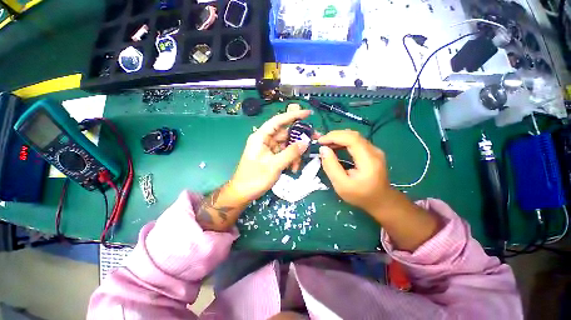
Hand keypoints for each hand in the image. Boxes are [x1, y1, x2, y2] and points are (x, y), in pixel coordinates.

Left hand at [230, 109, 312, 201]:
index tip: (308, 113)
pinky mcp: (272, 156)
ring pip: (287, 144)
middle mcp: (265, 140)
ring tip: (298, 165)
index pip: (278, 121)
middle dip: (299, 138)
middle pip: (286, 133)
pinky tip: (293, 168)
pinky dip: (291, 159)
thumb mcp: (274, 165)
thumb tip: (306, 142)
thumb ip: (291, 153)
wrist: (243, 193)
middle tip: (315, 139)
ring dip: (295, 153)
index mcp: (261, 137)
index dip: (293, 115)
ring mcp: (269, 148)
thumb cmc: (254, 178)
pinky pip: (285, 153)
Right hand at [318, 130, 392, 213]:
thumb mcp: (341, 185)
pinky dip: (343, 142)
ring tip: (326, 144)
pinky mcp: (371, 152)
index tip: (320, 141)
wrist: (381, 201)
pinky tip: (335, 147)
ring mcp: (374, 150)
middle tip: (321, 142)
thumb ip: (331, 167)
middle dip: (334, 135)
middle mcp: (374, 151)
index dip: (334, 136)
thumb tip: (323, 149)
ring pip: (354, 137)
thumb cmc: (360, 195)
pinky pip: (356, 141)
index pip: (352, 139)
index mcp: (368, 160)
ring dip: (338, 138)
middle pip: (353, 135)